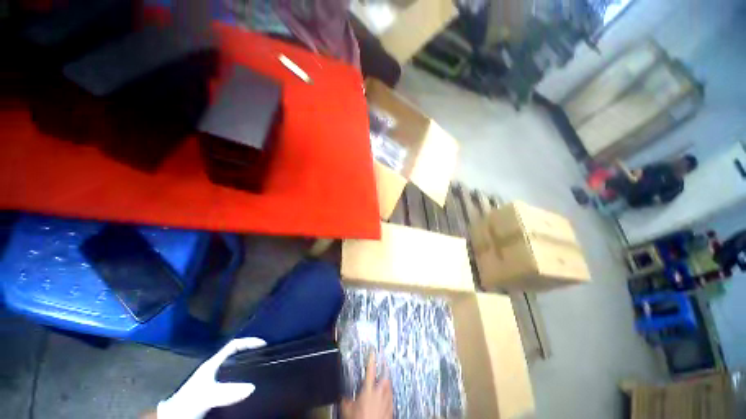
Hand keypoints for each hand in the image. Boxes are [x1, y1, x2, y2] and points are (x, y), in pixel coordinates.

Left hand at [156, 337, 265, 418]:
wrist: (174, 417)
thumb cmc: (189, 401)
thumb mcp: (207, 396)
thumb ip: (227, 391)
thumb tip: (252, 386)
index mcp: (212, 363)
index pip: (233, 345)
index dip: (248, 342)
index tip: (263, 344)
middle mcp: (213, 368)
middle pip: (234, 354)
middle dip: (249, 352)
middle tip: (265, 355)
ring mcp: (212, 378)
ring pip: (233, 366)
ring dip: (245, 365)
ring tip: (259, 368)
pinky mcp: (212, 389)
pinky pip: (231, 379)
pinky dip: (240, 378)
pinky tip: (246, 385)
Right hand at [341, 352, 392, 418]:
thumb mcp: (348, 409)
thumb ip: (346, 400)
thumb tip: (343, 397)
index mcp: (368, 389)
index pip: (370, 369)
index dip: (371, 358)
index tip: (372, 351)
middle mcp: (379, 393)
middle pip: (384, 376)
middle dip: (384, 369)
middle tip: (383, 364)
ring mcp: (387, 401)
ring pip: (389, 386)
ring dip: (387, 382)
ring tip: (384, 380)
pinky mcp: (391, 409)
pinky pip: (391, 398)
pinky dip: (389, 394)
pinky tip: (386, 397)